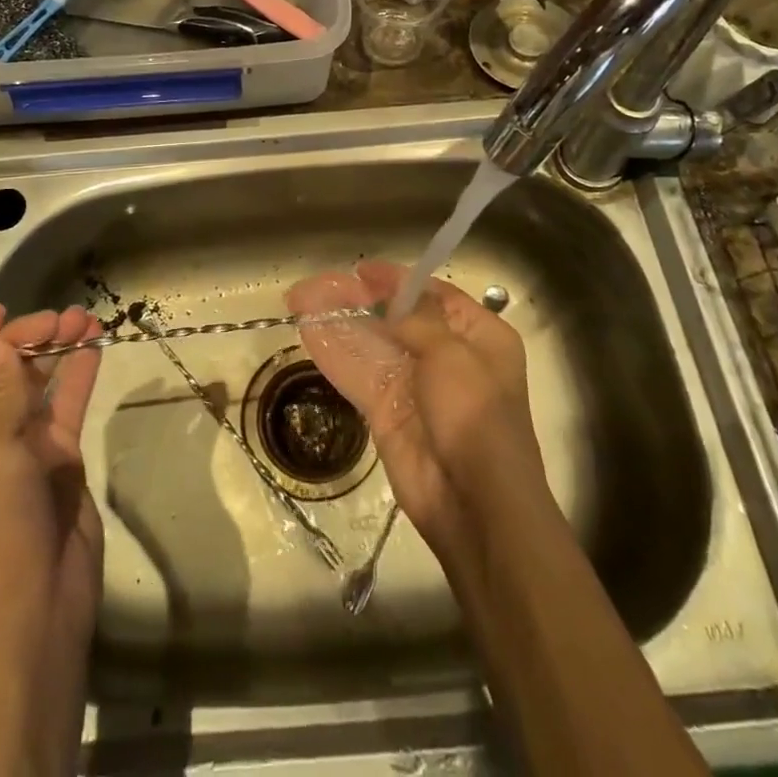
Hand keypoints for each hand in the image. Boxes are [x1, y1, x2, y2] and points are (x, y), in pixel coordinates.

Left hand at [0, 303, 102, 684]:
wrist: (36, 608)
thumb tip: (0, 344)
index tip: (2, 313)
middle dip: (24, 340)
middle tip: (58, 318)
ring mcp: (16, 447)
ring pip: (33, 383)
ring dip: (55, 349)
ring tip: (84, 318)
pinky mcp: (54, 456)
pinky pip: (64, 404)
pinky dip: (77, 373)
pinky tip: (94, 345)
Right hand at [286, 261, 548, 561]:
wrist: (476, 506)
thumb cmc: (477, 418)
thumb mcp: (453, 356)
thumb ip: (418, 320)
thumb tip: (391, 297)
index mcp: (477, 336)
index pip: (432, 295)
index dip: (396, 280)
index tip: (361, 271)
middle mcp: (445, 355)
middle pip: (394, 316)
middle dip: (356, 298)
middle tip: (315, 285)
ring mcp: (413, 384)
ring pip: (369, 342)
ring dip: (336, 320)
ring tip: (299, 299)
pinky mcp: (386, 411)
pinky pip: (357, 374)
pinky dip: (333, 353)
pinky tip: (307, 331)